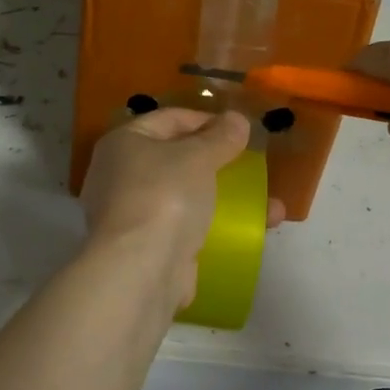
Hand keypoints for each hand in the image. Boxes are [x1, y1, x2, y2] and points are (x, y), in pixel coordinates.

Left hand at [79, 108, 282, 306]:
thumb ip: (221, 137)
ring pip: (186, 196)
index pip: (169, 119)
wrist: (140, 270)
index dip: (206, 119)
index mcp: (123, 143)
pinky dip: (216, 226)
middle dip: (218, 162)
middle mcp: (120, 175)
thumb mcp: (198, 157)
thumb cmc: (164, 196)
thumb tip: (237, 119)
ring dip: (225, 197)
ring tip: (269, 205)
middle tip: (250, 164)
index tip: (240, 129)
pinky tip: (251, 231)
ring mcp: (132, 215)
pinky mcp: (148, 247)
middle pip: (176, 158)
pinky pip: (188, 227)